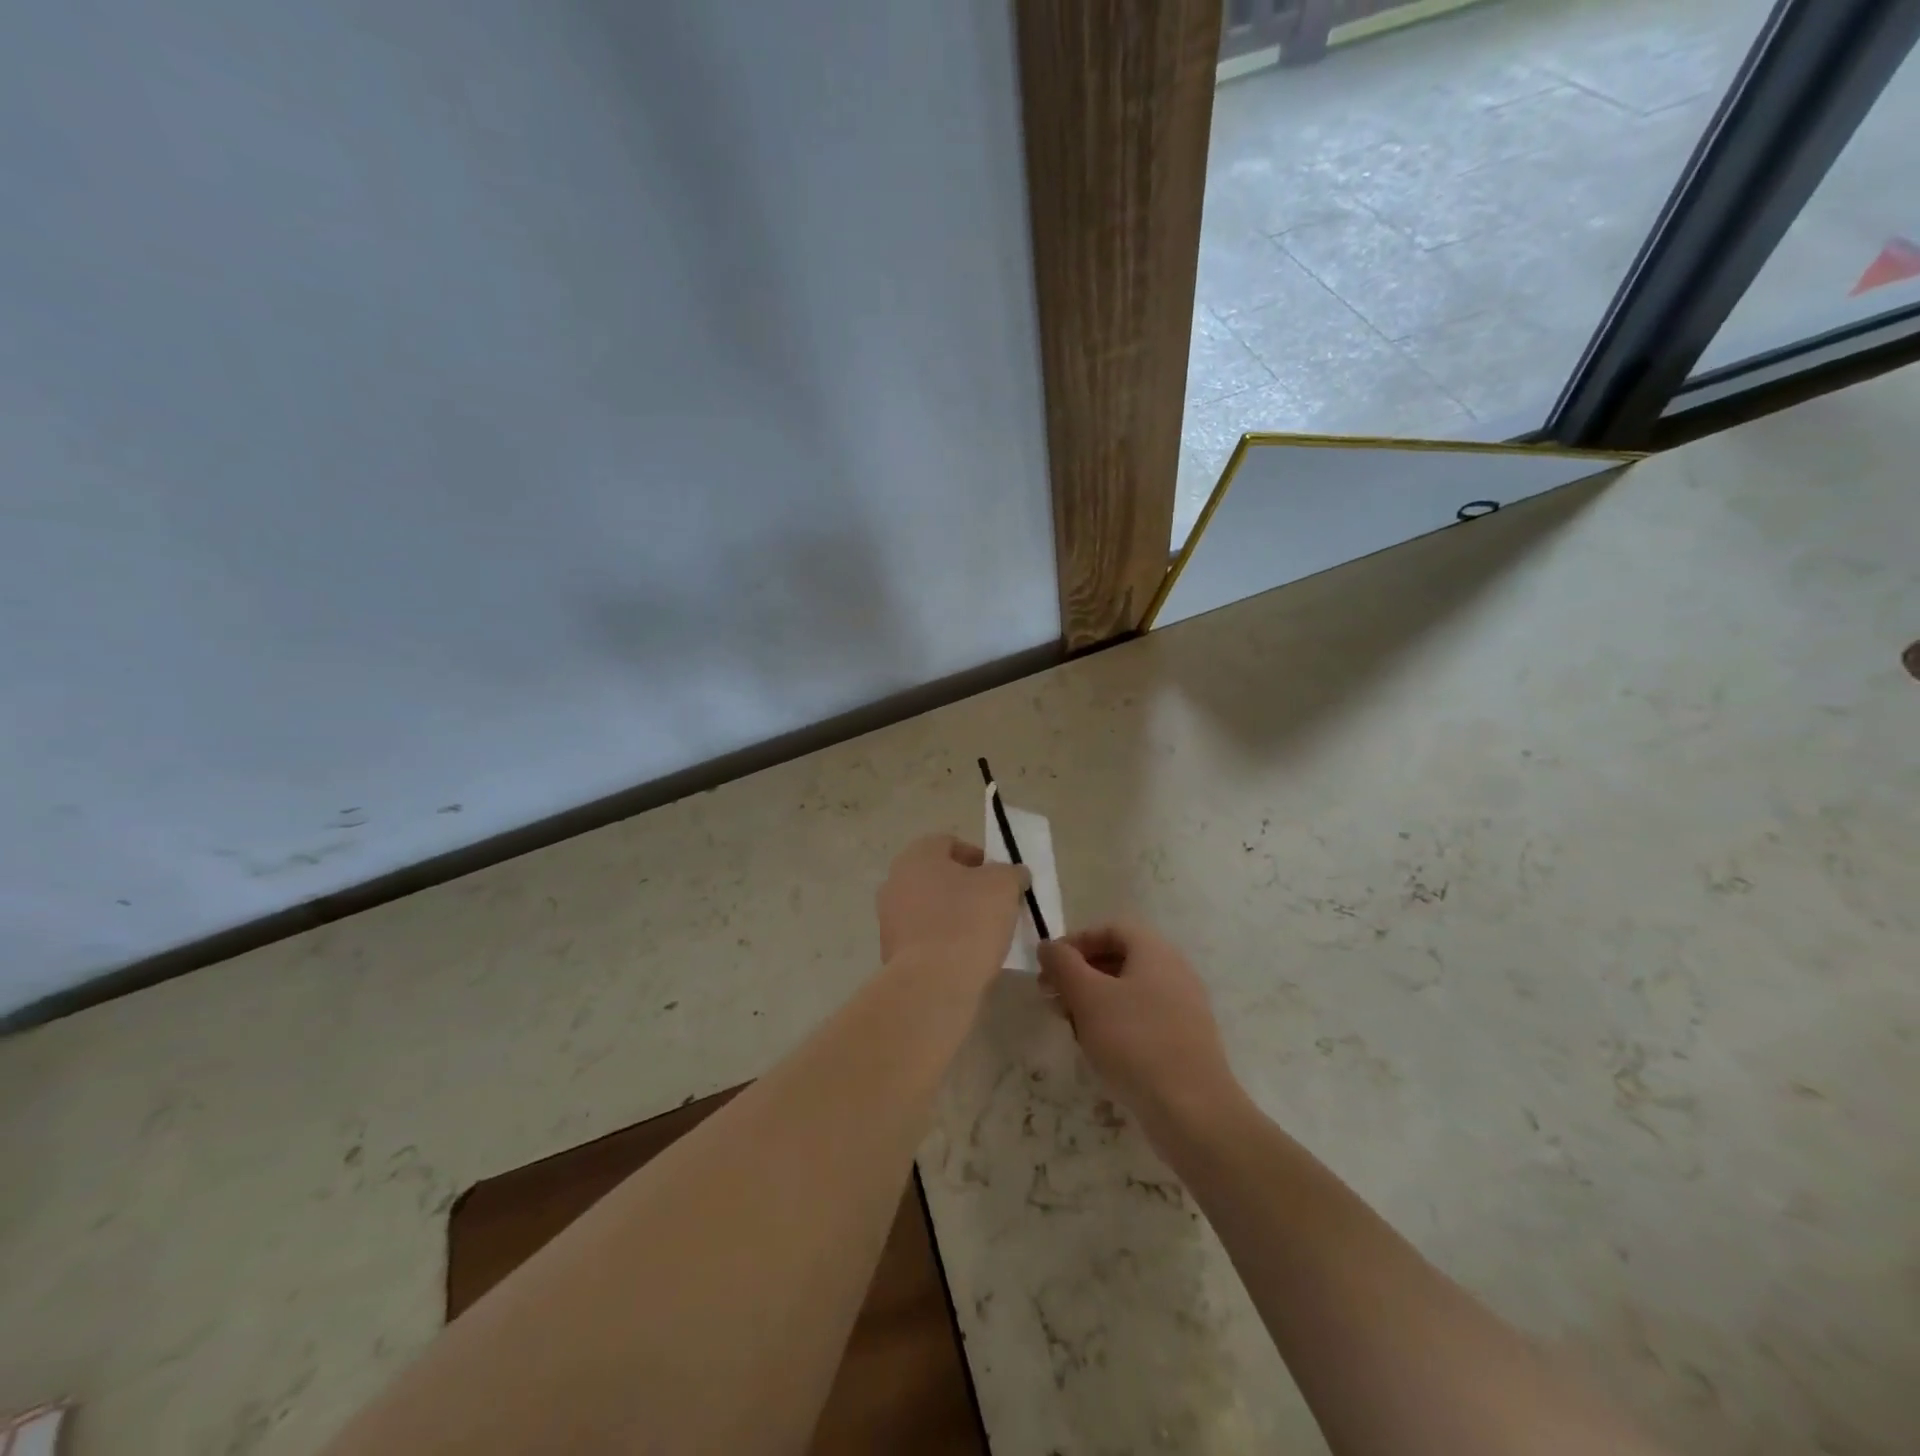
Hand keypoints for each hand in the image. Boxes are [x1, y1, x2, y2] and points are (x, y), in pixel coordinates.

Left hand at [877, 834, 1029, 994]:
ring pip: (930, 908)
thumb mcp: (1004, 886)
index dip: (978, 858)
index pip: (949, 844)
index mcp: (917, 856)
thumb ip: (1011, 873)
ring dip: (954, 916)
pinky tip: (965, 956)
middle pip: (938, 877)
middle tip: (994, 905)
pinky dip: (943, 941)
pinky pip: (924, 937)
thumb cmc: (969, 921)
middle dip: (966, 888)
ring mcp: (889, 918)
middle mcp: (895, 881)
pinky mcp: (891, 952)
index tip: (1000, 879)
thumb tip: (1014, 874)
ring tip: (983, 934)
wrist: (934, 983)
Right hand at [1038, 919, 1238, 1126]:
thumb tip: (1048, 946)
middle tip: (1052, 998)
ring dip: (1093, 1002)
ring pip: (1128, 991)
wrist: (1192, 1110)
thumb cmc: (1134, 1041)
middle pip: (1118, 959)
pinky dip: (1115, 1023)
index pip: (1109, 929)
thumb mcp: (1087, 996)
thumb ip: (1063, 964)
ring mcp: (1183, 1006)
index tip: (1049, 966)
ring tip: (1070, 1027)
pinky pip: (1143, 1018)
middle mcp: (1174, 970)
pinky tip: (1099, 1050)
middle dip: (1080, 975)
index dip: (1075, 942)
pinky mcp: (1185, 1039)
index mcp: (1154, 951)